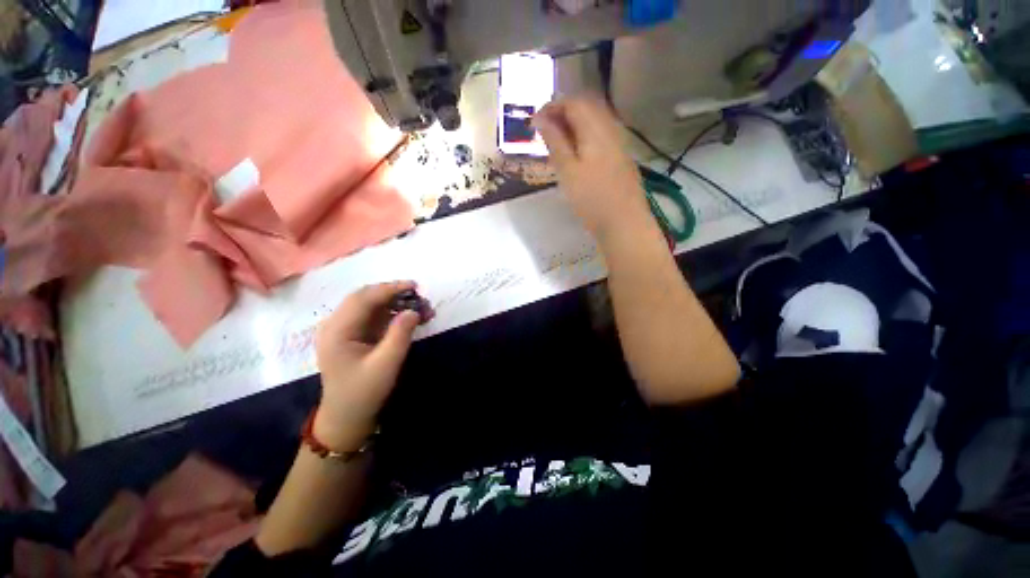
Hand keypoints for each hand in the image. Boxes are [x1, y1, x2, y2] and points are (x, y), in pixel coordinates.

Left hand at [313, 281, 428, 451]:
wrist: (347, 417)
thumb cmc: (364, 393)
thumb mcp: (386, 365)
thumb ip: (400, 335)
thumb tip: (414, 311)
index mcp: (336, 331)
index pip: (363, 299)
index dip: (390, 289)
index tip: (415, 286)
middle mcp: (336, 325)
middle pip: (366, 297)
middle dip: (394, 293)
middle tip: (420, 295)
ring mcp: (345, 329)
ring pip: (372, 305)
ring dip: (396, 303)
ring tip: (422, 307)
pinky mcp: (354, 334)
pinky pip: (375, 316)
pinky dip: (394, 313)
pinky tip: (412, 317)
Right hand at [533, 96, 650, 238]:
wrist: (624, 223)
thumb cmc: (591, 199)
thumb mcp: (567, 171)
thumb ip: (555, 142)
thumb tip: (540, 118)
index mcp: (596, 129)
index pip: (573, 102)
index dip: (552, 107)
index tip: (534, 122)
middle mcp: (611, 129)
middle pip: (586, 108)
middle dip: (563, 114)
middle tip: (544, 132)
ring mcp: (619, 144)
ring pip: (594, 123)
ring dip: (574, 127)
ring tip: (557, 144)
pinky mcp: (621, 158)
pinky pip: (601, 137)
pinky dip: (584, 138)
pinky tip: (577, 155)